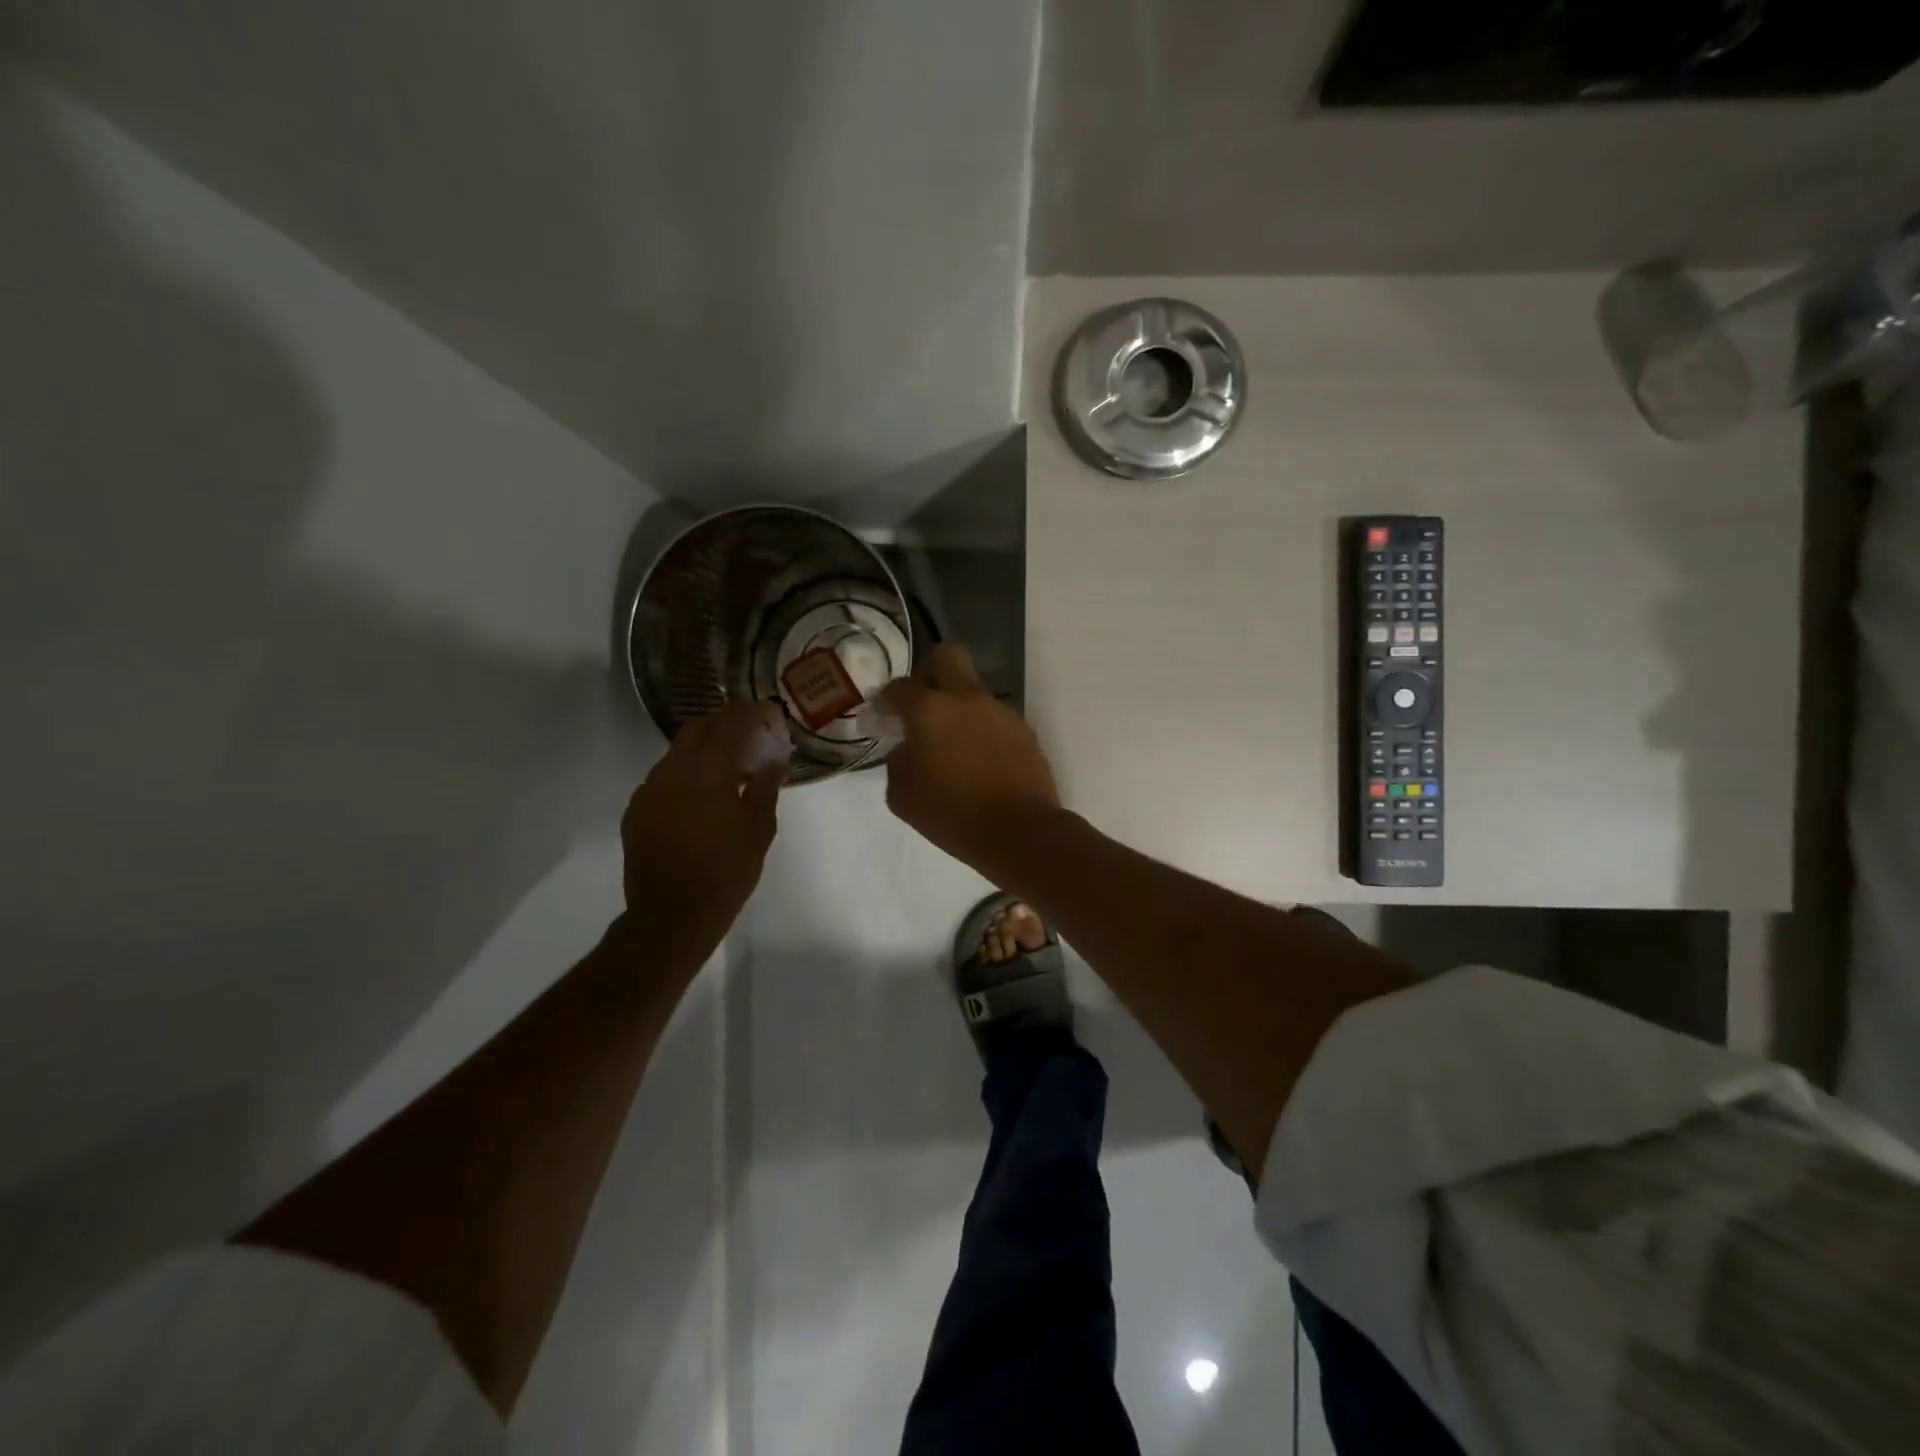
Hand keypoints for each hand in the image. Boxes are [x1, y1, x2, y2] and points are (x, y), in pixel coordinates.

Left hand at [622, 702, 789, 920]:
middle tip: (751, 731)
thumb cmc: (726, 872)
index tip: (771, 715)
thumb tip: (774, 756)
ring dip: (705, 747)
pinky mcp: (637, 810)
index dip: (753, 715)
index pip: (731, 725)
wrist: (672, 915)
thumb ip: (765, 785)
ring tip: (730, 763)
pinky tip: (704, 793)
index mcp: (707, 772)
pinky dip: (687, 772)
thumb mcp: (759, 828)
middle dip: (726, 722)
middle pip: (698, 728)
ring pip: (678, 751)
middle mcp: (672, 771)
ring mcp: (649, 789)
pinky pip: (664, 776)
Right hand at [878, 645, 1061, 874]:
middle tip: (922, 703)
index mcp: (931, 710)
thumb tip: (908, 748)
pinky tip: (979, 761)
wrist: (1019, 832)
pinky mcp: (1024, 730)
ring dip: (959, 708)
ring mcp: (1000, 712)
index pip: (900, 687)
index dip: (886, 700)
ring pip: (973, 692)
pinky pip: (994, 719)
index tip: (883, 716)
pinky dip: (981, 731)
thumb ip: (898, 761)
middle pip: (947, 657)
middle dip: (929, 671)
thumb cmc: (952, 815)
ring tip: (953, 746)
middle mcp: (967, 699)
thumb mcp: (903, 796)